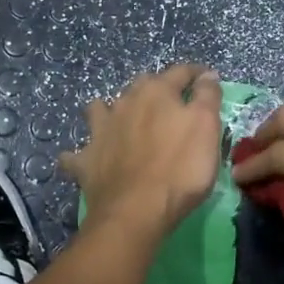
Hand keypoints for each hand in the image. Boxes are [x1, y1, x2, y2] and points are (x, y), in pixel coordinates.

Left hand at [60, 65, 224, 238]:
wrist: (136, 211)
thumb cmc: (180, 168)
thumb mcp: (207, 128)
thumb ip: (207, 97)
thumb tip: (206, 75)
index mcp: (156, 92)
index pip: (180, 72)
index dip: (196, 74)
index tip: (207, 78)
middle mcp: (124, 103)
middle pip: (140, 86)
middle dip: (155, 88)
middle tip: (169, 103)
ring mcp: (100, 131)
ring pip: (100, 109)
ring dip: (109, 110)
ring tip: (120, 120)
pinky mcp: (86, 161)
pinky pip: (75, 154)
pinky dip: (78, 155)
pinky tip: (83, 159)